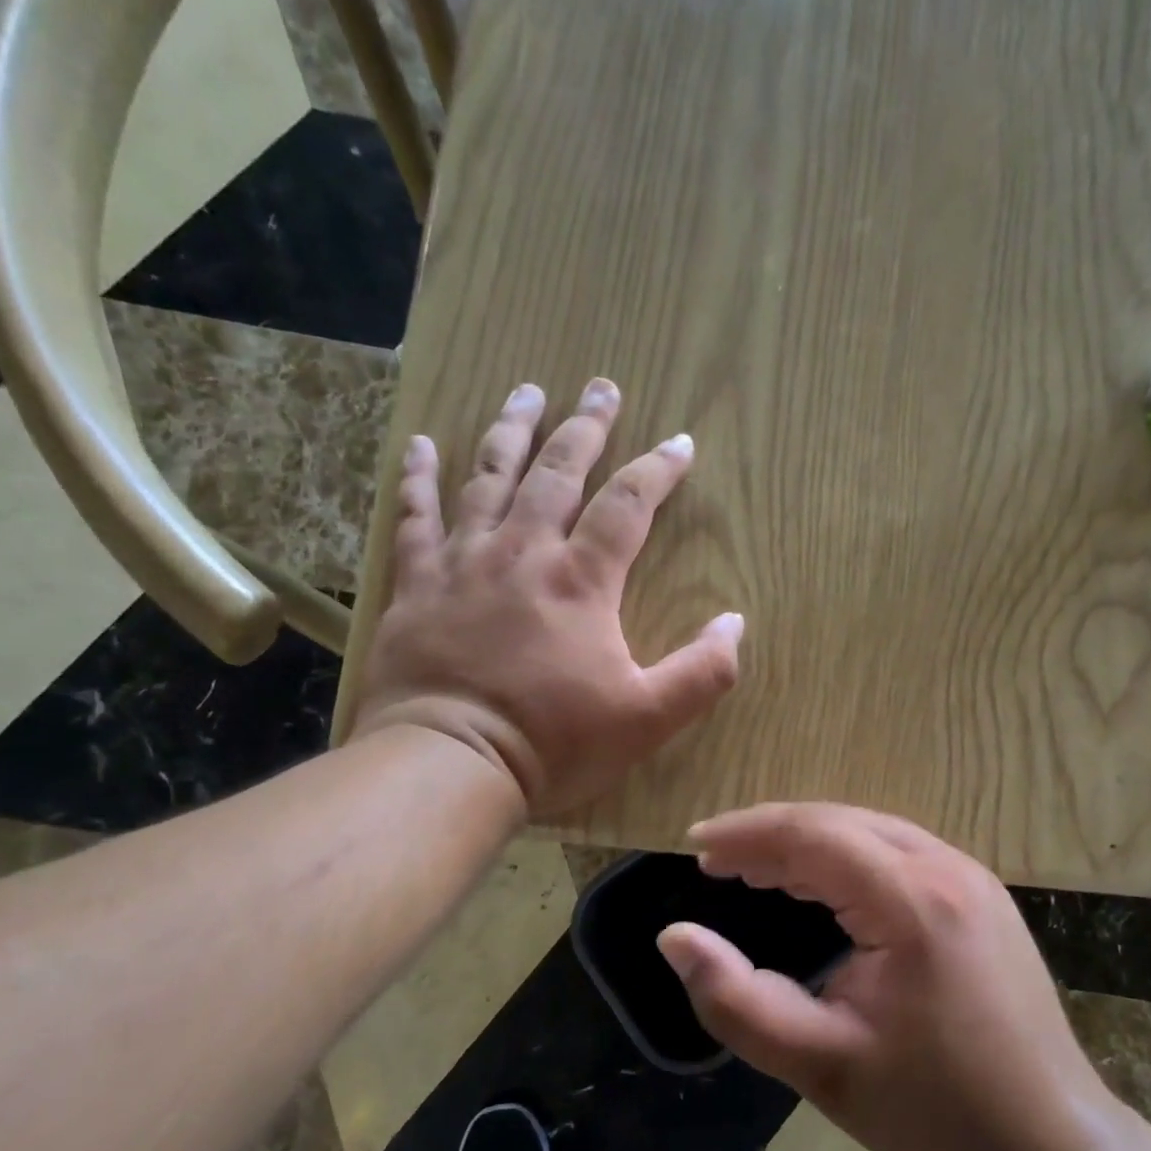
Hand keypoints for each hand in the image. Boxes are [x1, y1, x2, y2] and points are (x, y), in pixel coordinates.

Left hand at [347, 379, 742, 814]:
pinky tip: (421, 445)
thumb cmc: (554, 742)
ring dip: (511, 431)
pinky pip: (416, 518)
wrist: (449, 763)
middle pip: (558, 472)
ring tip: (527, 392)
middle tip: (601, 387)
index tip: (680, 443)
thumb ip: (703, 671)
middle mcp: (523, 553)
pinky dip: (418, 479)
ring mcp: (463, 563)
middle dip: (586, 427)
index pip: (628, 506)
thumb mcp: (648, 718)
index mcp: (582, 580)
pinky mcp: (417, 585)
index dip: (658, 470)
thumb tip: (735, 622)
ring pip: (489, 478)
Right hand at [658, 804, 1112, 1150]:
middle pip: (842, 822)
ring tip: (755, 868)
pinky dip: (847, 858)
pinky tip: (820, 884)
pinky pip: (899, 853)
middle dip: (773, 834)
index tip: (697, 844)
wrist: (1048, 1146)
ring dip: (809, 843)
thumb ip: (736, 1000)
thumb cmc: (930, 1109)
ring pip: (872, 832)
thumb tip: (674, 938)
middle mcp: (947, 868)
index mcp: (913, 900)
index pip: (814, 834)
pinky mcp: (982, 897)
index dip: (748, 833)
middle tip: (718, 860)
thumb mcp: (818, 1064)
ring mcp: (973, 878)